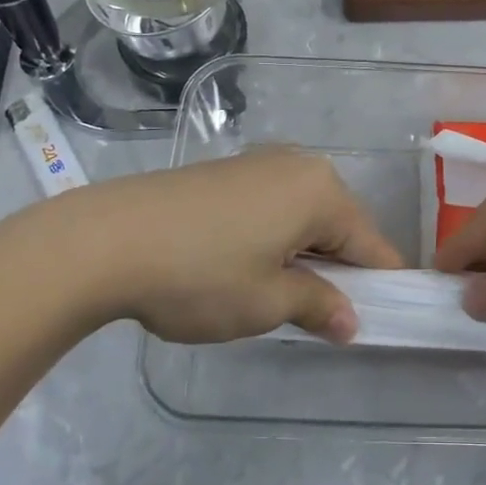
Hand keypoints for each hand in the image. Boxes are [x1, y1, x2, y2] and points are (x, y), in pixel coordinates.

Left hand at [0, 149, 401, 344]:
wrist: (104, 240)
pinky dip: (274, 237)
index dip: (381, 285)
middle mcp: (298, 165)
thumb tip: (352, 322)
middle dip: (338, 269)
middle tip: (317, 316)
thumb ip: (319, 307)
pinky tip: (243, 265)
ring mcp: (259, 163)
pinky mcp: (226, 171)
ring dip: (303, 254)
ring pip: (303, 215)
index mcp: (321, 190)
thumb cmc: (200, 274)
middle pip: (339, 224)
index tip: (380, 321)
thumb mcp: (266, 302)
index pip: (372, 244)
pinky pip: (272, 206)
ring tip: (275, 295)